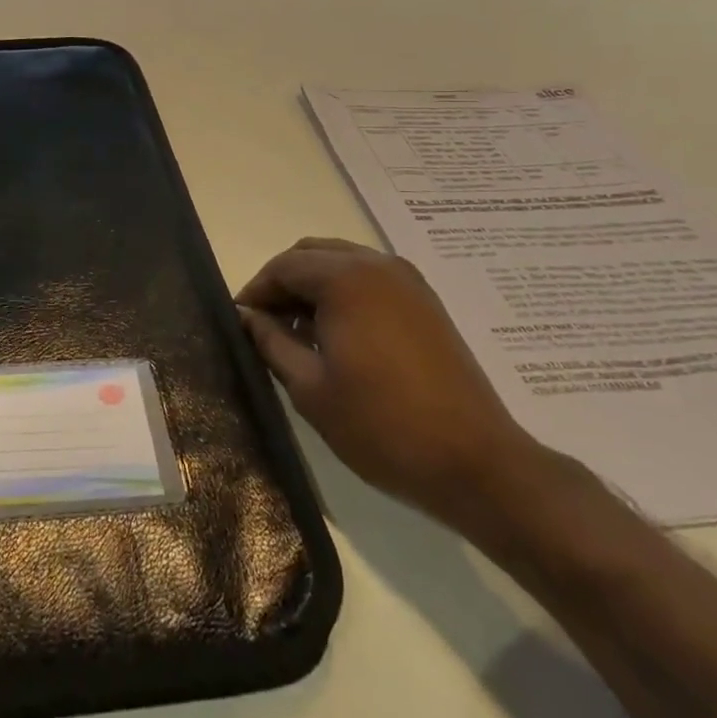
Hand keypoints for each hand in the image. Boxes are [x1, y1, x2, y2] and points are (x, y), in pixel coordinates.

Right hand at [237, 238, 543, 526]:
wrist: (475, 463)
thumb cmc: (381, 425)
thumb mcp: (309, 387)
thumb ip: (271, 342)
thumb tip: (246, 317)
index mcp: (346, 279)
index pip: (284, 266)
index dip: (256, 291)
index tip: (240, 323)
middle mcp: (377, 265)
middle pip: (312, 254)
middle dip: (283, 283)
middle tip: (266, 324)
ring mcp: (408, 282)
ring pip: (342, 263)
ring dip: (313, 286)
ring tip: (300, 333)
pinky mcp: (426, 303)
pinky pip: (370, 279)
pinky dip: (343, 293)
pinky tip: (337, 336)